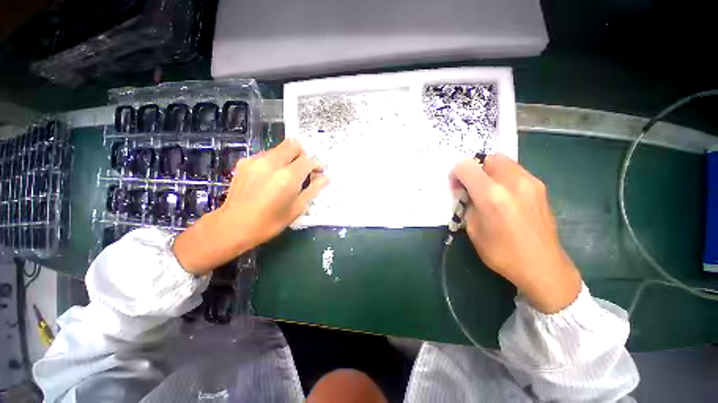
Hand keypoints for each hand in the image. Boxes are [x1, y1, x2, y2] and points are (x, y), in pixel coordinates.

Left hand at [173, 139, 328, 274]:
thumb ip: (313, 190)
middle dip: (303, 155)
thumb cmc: (269, 222)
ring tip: (285, 176)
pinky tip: (270, 178)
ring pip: (280, 149)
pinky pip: (267, 155)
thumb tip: (326, 178)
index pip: (308, 160)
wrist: (232, 226)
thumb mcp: (296, 209)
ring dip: (288, 158)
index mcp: (287, 177)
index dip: (316, 165)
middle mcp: (272, 163)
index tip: (317, 174)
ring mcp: (256, 160)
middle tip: (303, 170)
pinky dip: (274, 162)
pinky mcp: (245, 162)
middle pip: (294, 145)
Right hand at [451, 154, 580, 312]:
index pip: (466, 167)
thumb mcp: (473, 230)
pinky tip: (505, 196)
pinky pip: (515, 171)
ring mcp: (530, 182)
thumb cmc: (502, 253)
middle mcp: (513, 182)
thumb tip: (466, 193)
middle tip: (472, 187)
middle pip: (487, 158)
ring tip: (488, 191)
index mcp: (491, 195)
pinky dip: (503, 176)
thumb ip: (467, 205)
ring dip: (489, 171)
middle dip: (475, 169)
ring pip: (503, 161)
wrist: (543, 267)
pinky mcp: (540, 187)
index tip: (456, 187)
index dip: (456, 173)